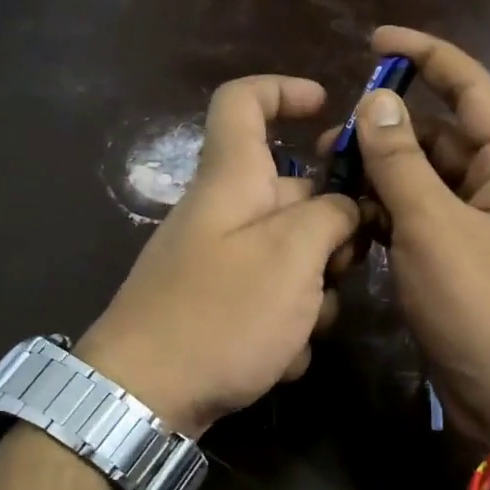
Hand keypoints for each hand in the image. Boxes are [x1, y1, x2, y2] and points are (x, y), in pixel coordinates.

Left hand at [78, 76, 359, 438]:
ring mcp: (220, 266)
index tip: (327, 107)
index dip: (284, 91)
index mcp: (232, 182)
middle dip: (332, 231)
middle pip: (292, 195)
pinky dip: (285, 329)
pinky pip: (271, 302)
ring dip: (312, 294)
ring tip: (304, 330)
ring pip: (291, 258)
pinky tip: (281, 361)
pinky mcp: (220, 311)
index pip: (243, 103)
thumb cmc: (221, 314)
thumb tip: (345, 207)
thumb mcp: (292, 257)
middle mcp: (223, 215)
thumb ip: (330, 217)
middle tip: (346, 269)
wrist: (143, 398)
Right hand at [341, 27, 489, 444]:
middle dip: (385, 130)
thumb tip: (376, 100)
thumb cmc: (484, 305)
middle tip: (327, 140)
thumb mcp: (434, 227)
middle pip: (438, 134)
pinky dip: (386, 212)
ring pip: (423, 179)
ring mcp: (478, 223)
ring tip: (327, 178)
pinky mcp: (457, 257)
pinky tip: (347, 217)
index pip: (468, 85)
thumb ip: (401, 161)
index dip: (423, 55)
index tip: (372, 42)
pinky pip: (418, 217)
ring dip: (380, 174)